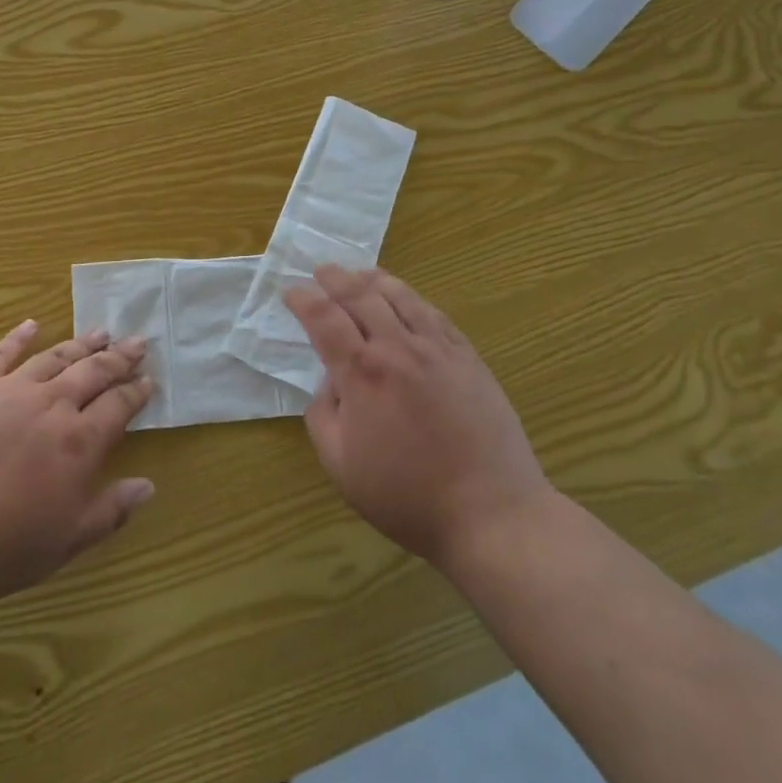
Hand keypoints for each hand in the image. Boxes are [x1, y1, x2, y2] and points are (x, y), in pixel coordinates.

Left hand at [0, 322, 155, 614]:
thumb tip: (149, 486)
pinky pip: (0, 354)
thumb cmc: (1, 547)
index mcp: (80, 441)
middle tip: (137, 343)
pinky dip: (18, 337)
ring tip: (100, 332)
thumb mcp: (67, 541)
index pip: (119, 406)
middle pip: (93, 372)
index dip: (136, 392)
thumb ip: (111, 511)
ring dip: (81, 344)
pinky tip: (31, 325)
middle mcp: (52, 405)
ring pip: (54, 358)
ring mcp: (10, 390)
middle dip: (119, 357)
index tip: (149, 380)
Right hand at [286, 266, 550, 576]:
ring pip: (400, 296)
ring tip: (360, 274)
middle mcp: (397, 348)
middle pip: (360, 296)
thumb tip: (329, 382)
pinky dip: (412, 298)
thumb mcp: (341, 466)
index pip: (324, 318)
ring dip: (374, 280)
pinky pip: (434, 314)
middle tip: (321, 271)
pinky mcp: (467, 357)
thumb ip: (323, 415)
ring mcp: (437, 349)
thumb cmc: (407, 495)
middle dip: (335, 279)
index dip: (303, 300)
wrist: (490, 511)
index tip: (291, 293)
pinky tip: (406, 299)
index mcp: (362, 372)